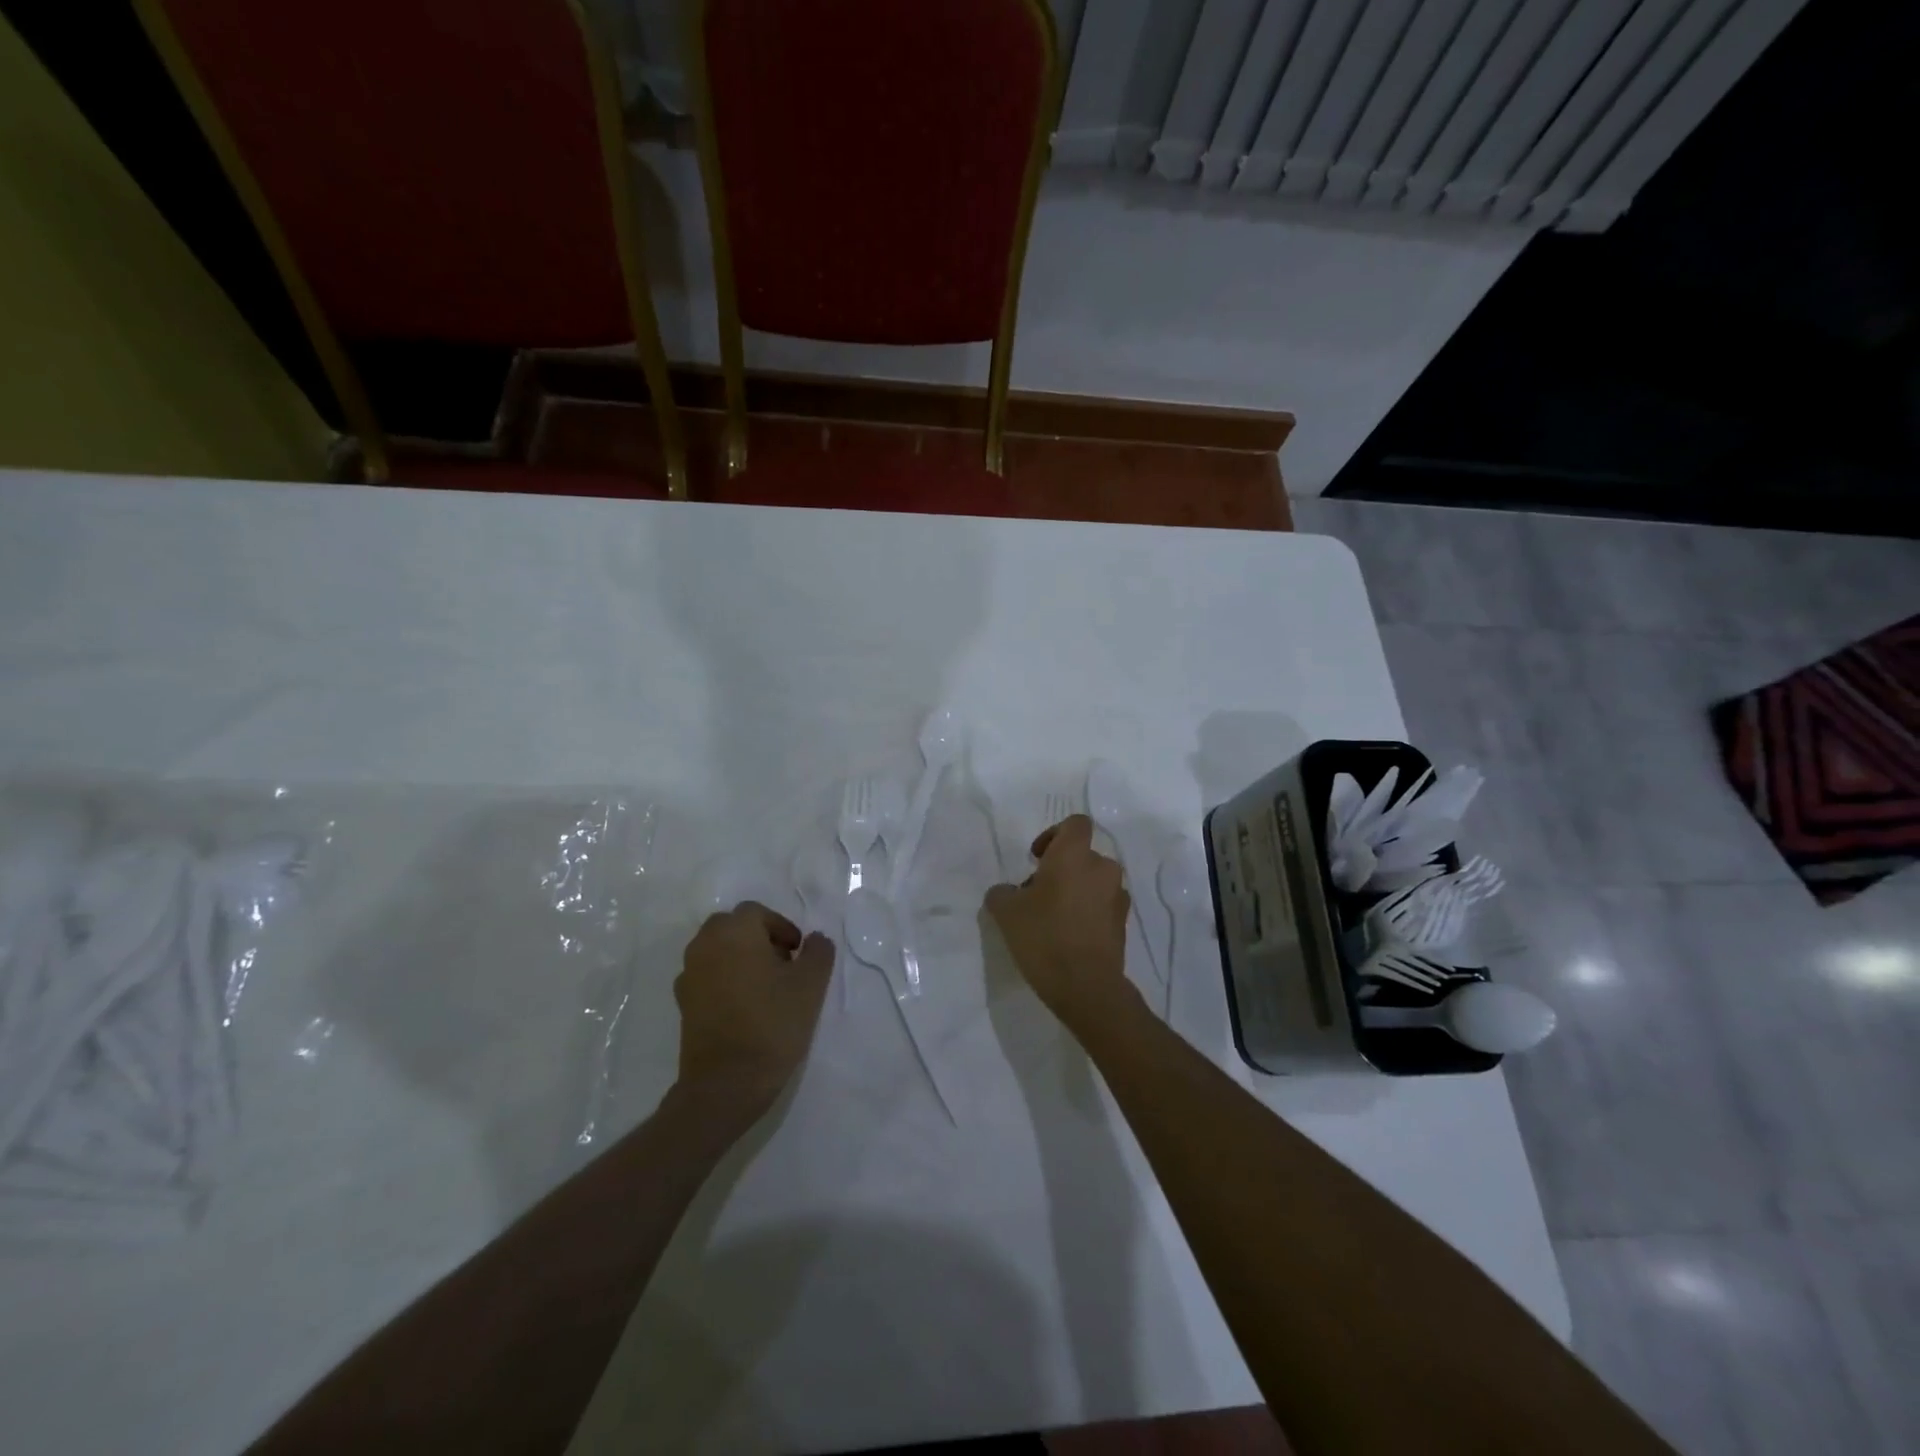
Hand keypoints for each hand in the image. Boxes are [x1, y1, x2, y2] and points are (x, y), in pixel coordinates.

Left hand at [675, 902, 833, 1123]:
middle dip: (758, 938)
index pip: (757, 912)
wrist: (726, 1084)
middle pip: (732, 927)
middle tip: (782, 965)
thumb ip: (818, 952)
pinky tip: (744, 1007)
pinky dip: (724, 979)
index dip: (782, 927)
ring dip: (740, 958)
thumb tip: (815, 940)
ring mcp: (689, 975)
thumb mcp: (811, 985)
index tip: (798, 953)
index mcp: (734, 932)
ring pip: (717, 950)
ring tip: (765, 988)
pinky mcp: (683, 1003)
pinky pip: (707, 975)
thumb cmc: (772, 1024)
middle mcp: (704, 945)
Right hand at [984, 815, 1133, 1028]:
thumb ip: (1002, 893)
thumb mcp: (1006, 912)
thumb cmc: (1044, 937)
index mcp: (1074, 855)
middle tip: (1038, 894)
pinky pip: (1103, 904)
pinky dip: (1088, 911)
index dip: (1055, 834)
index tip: (1037, 859)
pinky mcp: (1123, 922)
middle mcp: (1102, 867)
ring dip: (1076, 890)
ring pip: (1094, 880)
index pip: (1076, 823)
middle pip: (1082, 855)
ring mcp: (1117, 895)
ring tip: (1054, 918)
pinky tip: (1070, 935)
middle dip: (1062, 869)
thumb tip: (1007, 892)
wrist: (1086, 987)